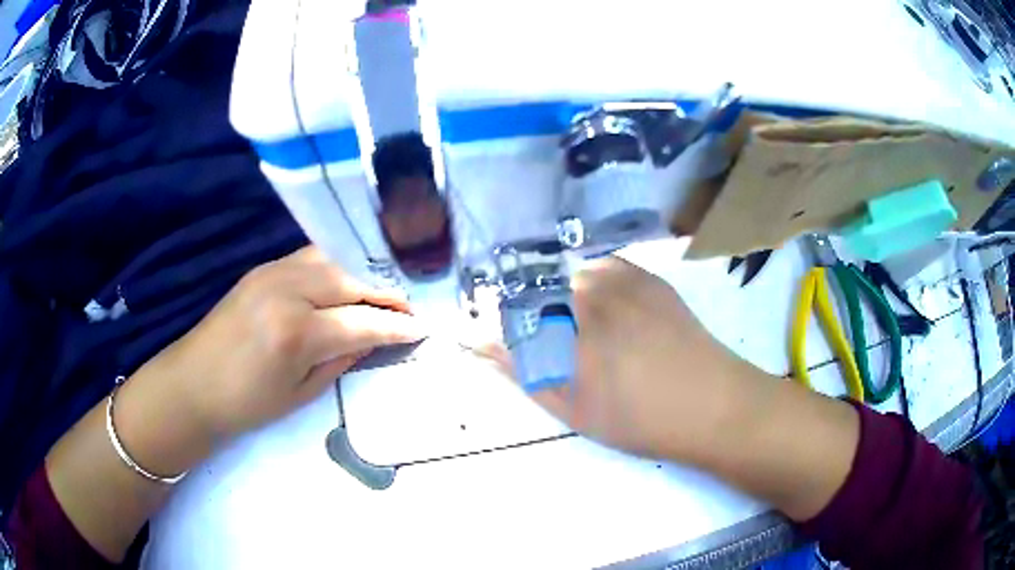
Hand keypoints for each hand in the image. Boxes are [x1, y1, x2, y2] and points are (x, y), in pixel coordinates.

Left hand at [135, 246, 425, 440]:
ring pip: (333, 261)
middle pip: (352, 280)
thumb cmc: (246, 403)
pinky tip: (345, 281)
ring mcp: (272, 271)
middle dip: (386, 294)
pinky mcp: (262, 267)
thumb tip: (373, 338)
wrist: (192, 383)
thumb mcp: (301, 394)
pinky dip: (336, 267)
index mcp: (296, 332)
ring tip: (382, 293)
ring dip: (363, 276)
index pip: (362, 321)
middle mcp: (287, 290)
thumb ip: (342, 359)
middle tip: (408, 309)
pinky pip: (311, 258)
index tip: (423, 327)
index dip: (397, 325)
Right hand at [482, 256, 770, 461]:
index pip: (509, 313)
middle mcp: (590, 294)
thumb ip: (524, 372)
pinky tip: (606, 310)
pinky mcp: (646, 276)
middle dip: (531, 315)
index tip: (497, 340)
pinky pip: (601, 267)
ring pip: (567, 275)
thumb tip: (482, 345)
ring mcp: (621, 279)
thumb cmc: (640, 419)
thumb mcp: (574, 408)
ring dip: (561, 298)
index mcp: (567, 331)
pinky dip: (591, 284)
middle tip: (551, 345)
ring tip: (581, 330)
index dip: (499, 326)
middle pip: (537, 289)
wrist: (712, 403)